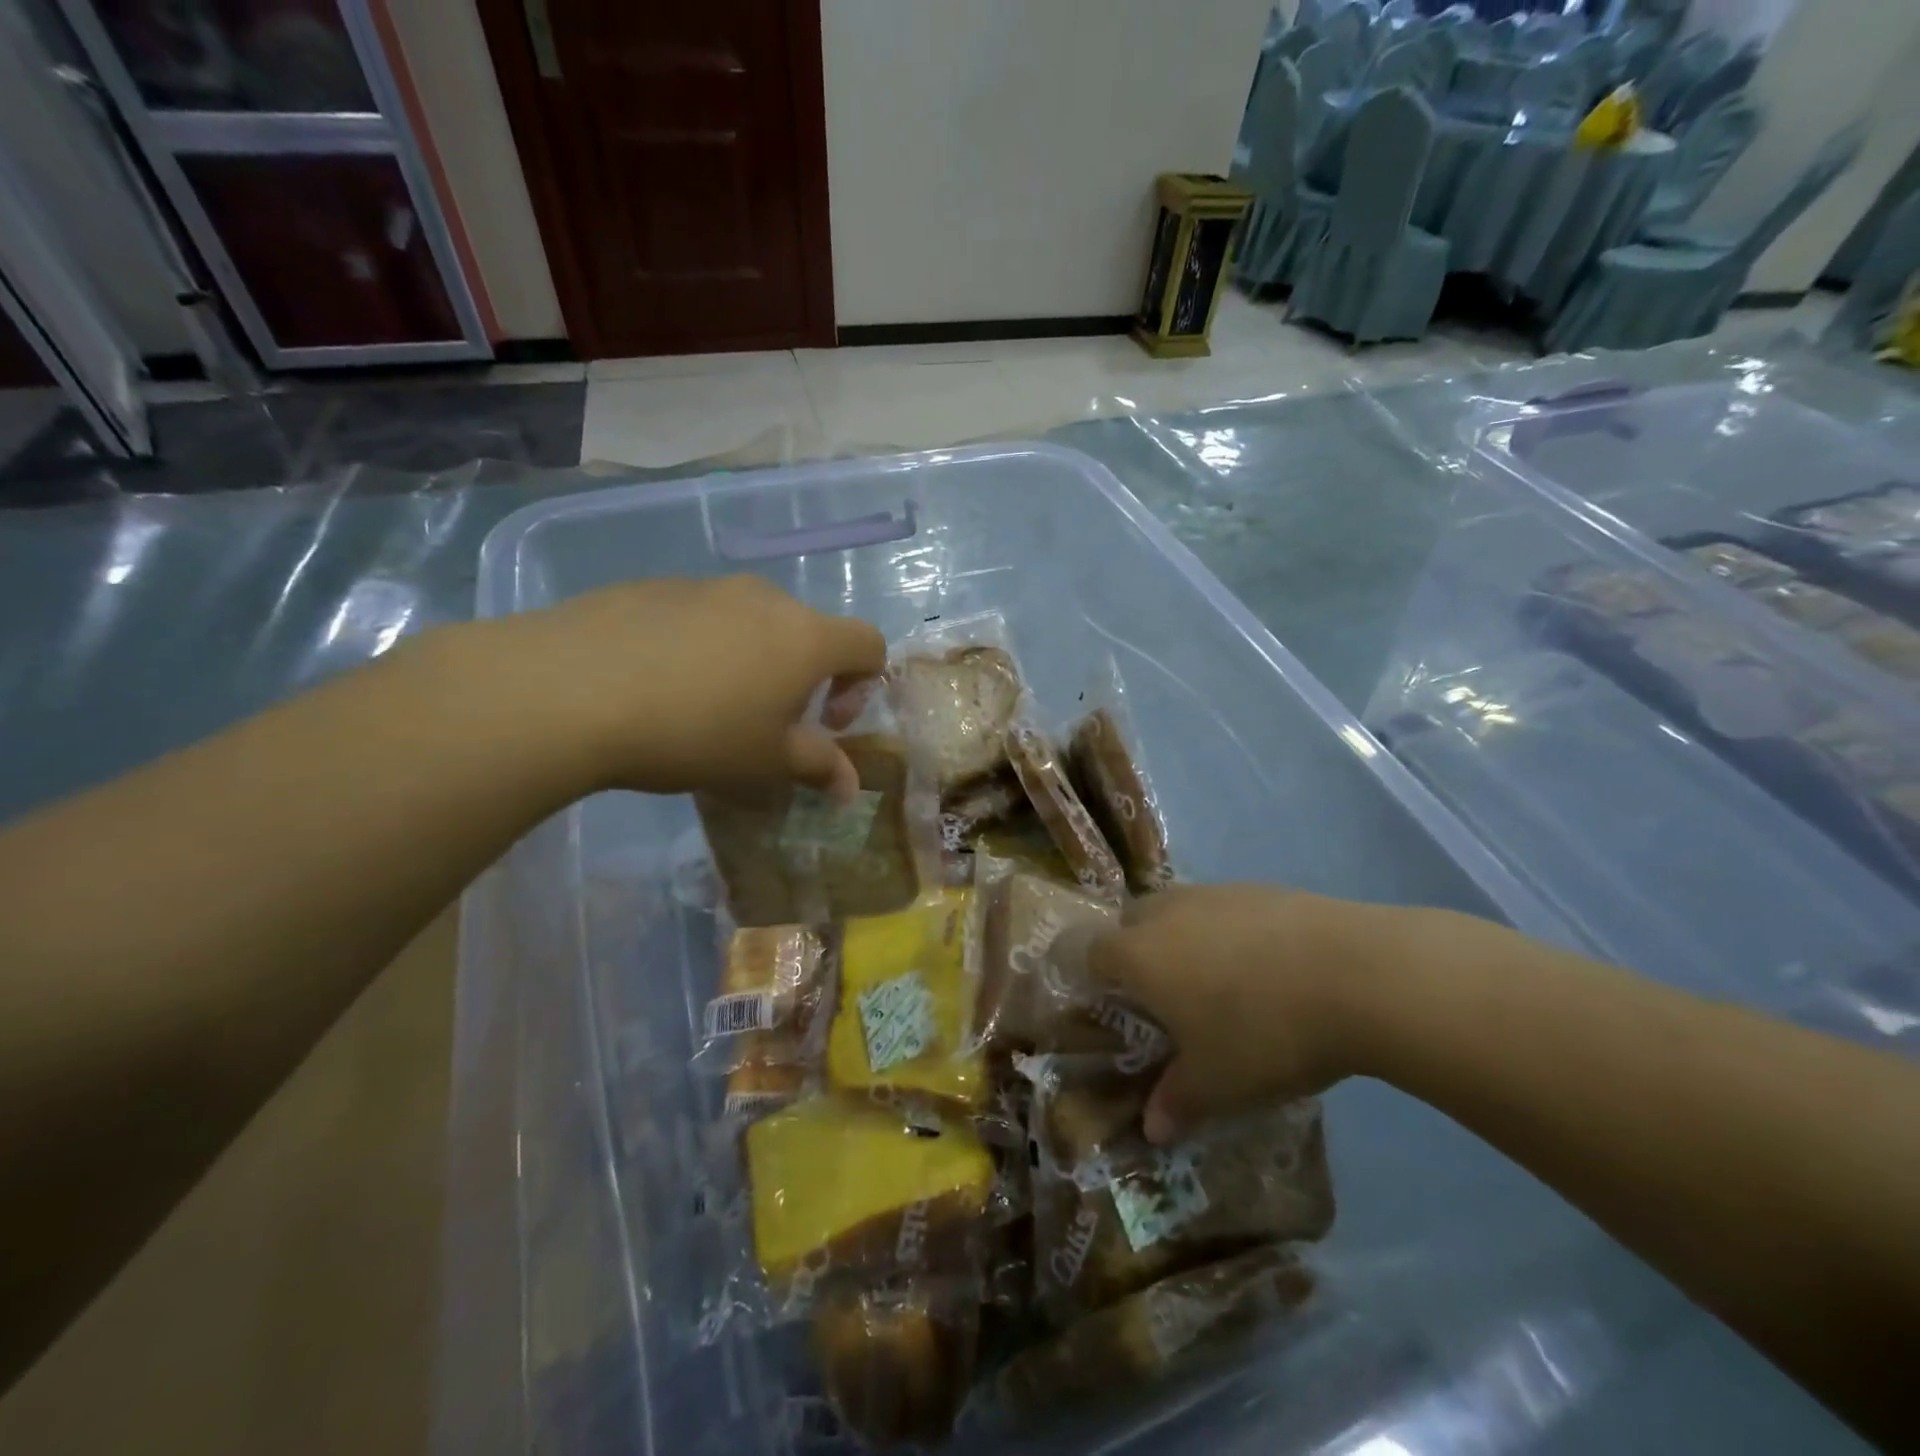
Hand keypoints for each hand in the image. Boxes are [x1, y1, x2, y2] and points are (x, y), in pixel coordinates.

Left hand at [473, 576, 885, 797]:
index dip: (862, 686)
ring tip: (705, 705)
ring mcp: (707, 586)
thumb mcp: (764, 763)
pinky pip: (700, 616)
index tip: (825, 724)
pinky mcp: (654, 586)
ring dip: (750, 661)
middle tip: (764, 723)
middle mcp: (766, 599)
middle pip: (808, 632)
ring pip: (752, 622)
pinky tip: (657, 684)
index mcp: (806, 637)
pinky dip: (700, 646)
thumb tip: (849, 787)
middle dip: (802, 678)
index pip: (869, 644)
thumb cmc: (694, 732)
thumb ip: (818, 768)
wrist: (571, 689)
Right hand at [1088, 885, 1391, 1142]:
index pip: (1091, 952)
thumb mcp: (1218, 1083)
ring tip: (1220, 982)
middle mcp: (1166, 913)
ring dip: (1183, 938)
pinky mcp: (1259, 888)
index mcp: (1139, 955)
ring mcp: (1214, 893)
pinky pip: (1222, 907)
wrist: (1354, 974)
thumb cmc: (1263, 1032)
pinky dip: (1228, 930)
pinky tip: (1267, 965)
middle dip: (1136, 952)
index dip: (1097, 979)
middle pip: (1131, 921)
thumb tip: (1153, 1127)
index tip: (1118, 1009)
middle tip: (1166, 997)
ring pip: (1177, 909)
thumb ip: (1176, 1102)